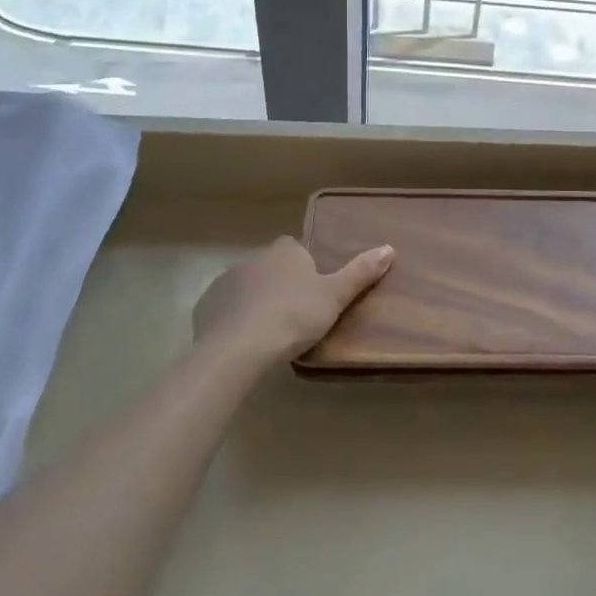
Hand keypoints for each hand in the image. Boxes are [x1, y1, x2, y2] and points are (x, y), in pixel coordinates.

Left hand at [192, 237, 393, 365]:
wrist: (239, 348)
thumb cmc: (293, 317)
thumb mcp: (335, 297)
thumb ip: (360, 273)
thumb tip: (389, 247)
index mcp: (285, 252)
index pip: (295, 249)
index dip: (304, 267)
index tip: (313, 291)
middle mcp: (254, 259)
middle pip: (270, 268)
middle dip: (279, 285)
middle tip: (295, 316)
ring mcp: (226, 281)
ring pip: (246, 288)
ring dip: (255, 302)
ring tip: (269, 334)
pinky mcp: (206, 306)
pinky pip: (224, 309)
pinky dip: (233, 320)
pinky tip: (243, 343)